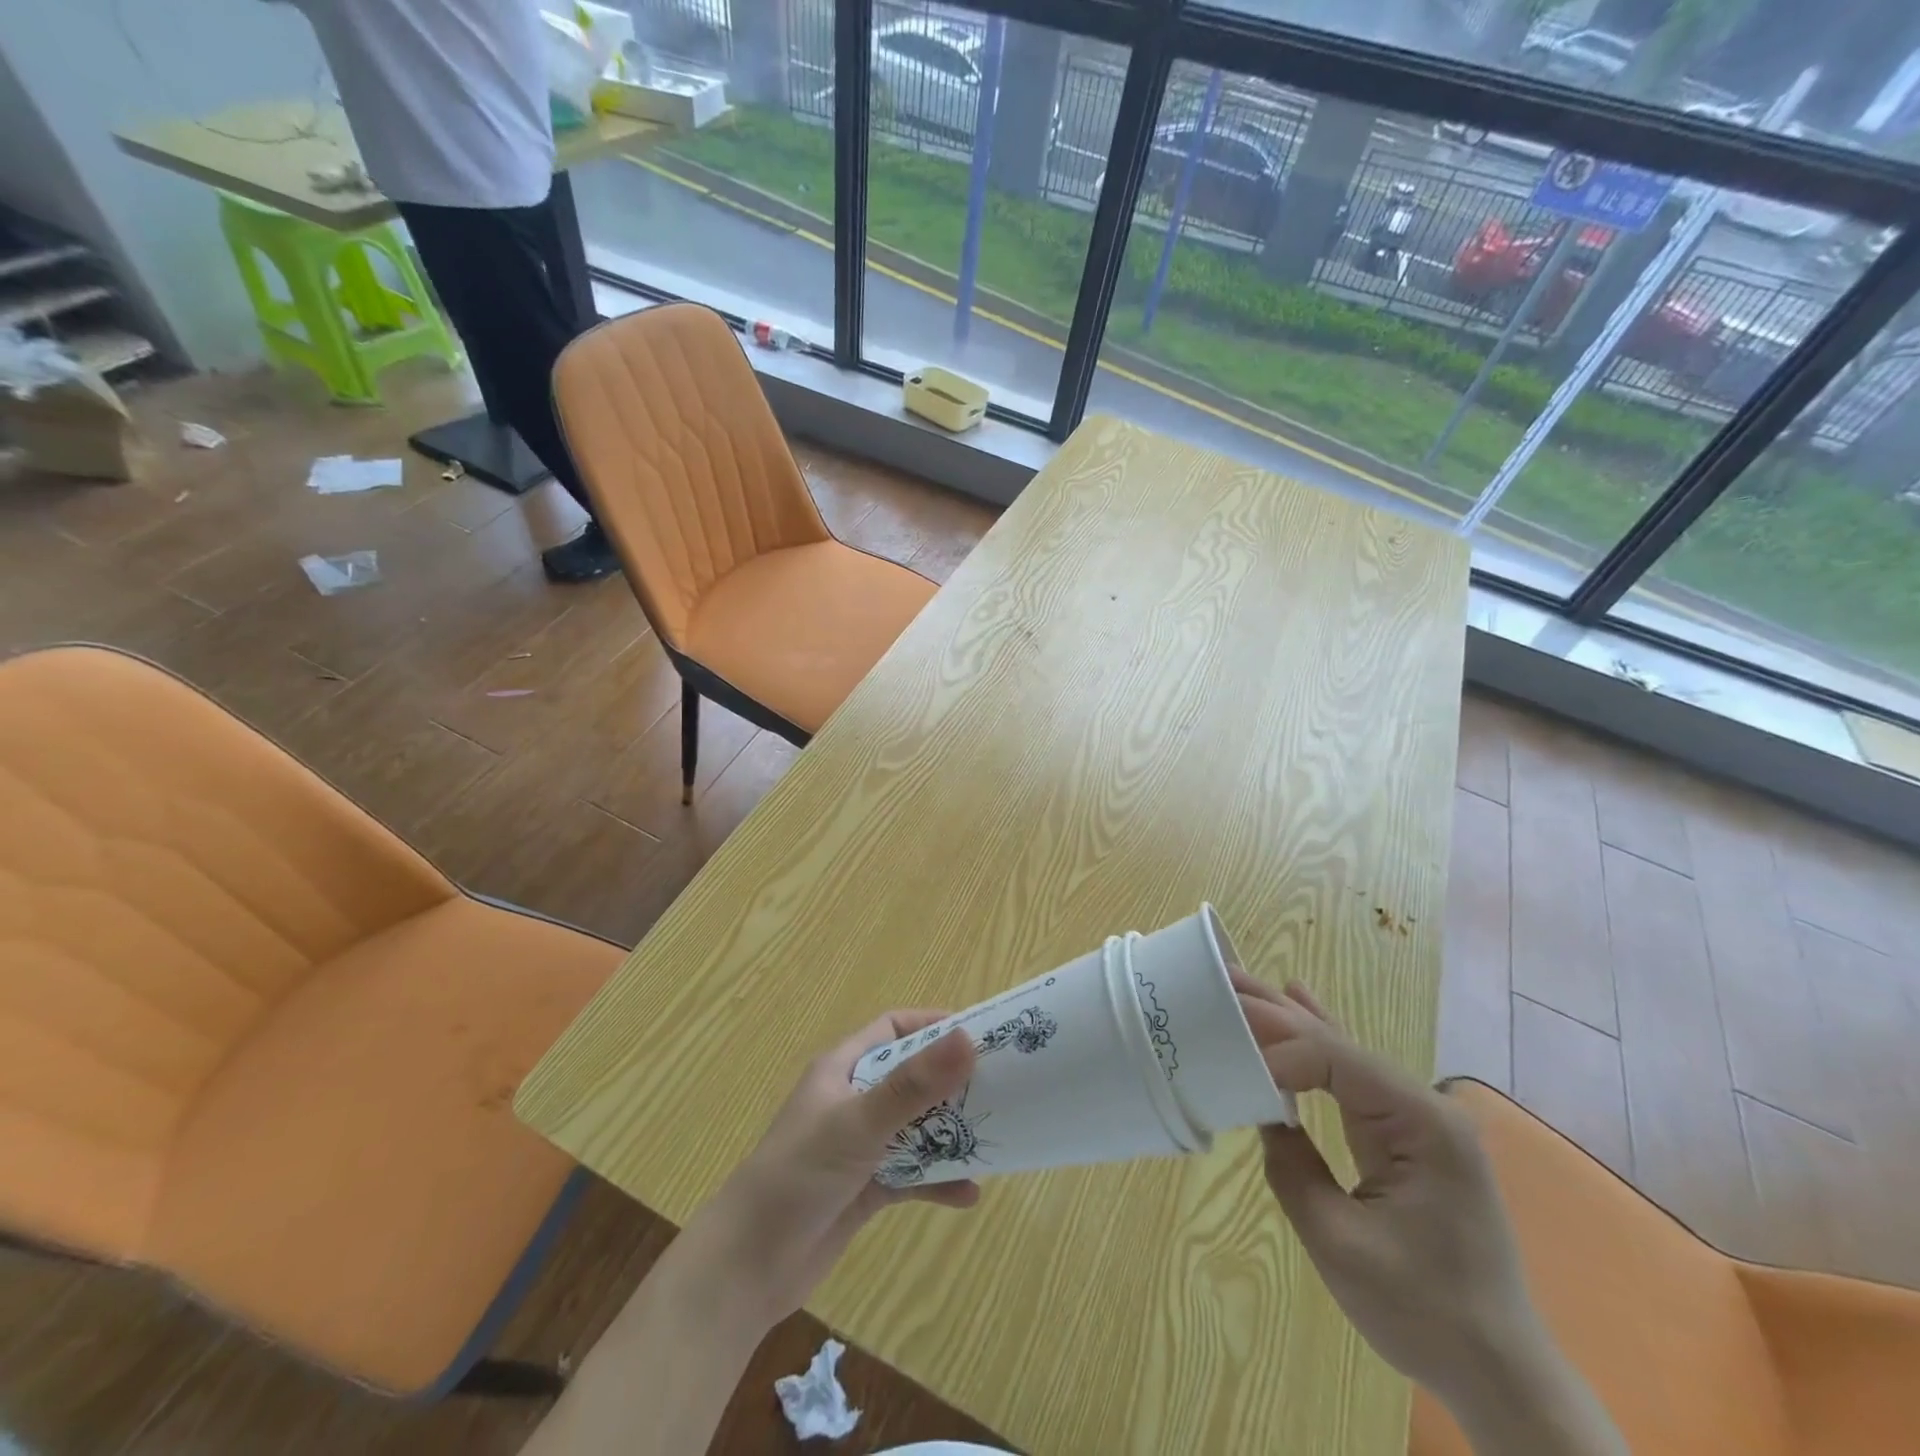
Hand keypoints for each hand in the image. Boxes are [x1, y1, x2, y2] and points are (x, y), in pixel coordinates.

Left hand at [681, 1011, 979, 1326]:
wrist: (747, 1268)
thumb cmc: (798, 1175)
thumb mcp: (858, 1124)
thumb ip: (913, 1086)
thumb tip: (969, 1040)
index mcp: (843, 1068)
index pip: (893, 1028)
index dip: (932, 1026)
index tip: (977, 1034)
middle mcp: (853, 1100)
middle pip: (912, 1077)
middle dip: (952, 1082)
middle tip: (1001, 1087)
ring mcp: (860, 1146)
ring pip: (915, 1127)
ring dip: (949, 1133)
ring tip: (993, 1137)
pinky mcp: (866, 1188)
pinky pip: (912, 1175)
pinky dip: (937, 1180)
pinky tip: (968, 1194)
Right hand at [1232, 975, 1539, 1405]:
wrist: (1500, 1373)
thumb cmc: (1422, 1312)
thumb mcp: (1339, 1242)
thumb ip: (1291, 1165)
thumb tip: (1262, 1111)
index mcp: (1420, 1122)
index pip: (1335, 1059)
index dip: (1277, 1054)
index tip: (1228, 1065)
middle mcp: (1423, 1104)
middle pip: (1336, 1040)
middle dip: (1274, 1011)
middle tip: (1217, 978)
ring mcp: (1417, 1116)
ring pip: (1341, 1050)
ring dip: (1288, 1018)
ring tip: (1239, 980)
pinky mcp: (1406, 1132)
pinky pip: (1352, 1075)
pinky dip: (1317, 1041)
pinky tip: (1298, 999)